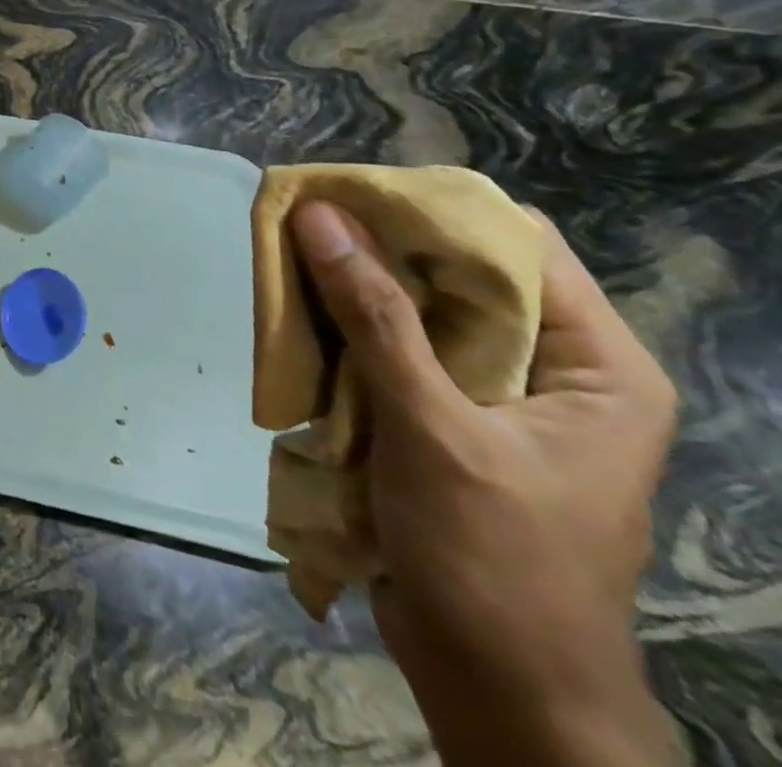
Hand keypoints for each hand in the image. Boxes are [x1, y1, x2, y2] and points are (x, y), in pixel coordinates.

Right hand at [291, 200, 678, 764]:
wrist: (496, 686)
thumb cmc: (492, 559)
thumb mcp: (433, 428)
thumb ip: (375, 316)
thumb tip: (319, 216)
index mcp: (594, 364)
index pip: (516, 243)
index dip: (431, 209)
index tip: (345, 193)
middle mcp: (551, 367)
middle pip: (457, 271)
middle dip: (375, 247)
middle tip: (299, 223)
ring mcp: (496, 395)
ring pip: (414, 308)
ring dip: (350, 288)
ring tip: (285, 262)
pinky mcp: (447, 418)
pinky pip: (393, 349)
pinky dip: (346, 331)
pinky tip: (298, 322)